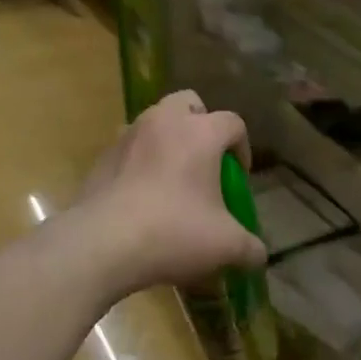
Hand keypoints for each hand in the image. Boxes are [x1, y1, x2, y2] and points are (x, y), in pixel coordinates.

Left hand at [77, 90, 266, 294]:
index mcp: (200, 133)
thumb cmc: (173, 233)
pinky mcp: (102, 157)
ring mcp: (128, 136)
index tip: (238, 178)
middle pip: (189, 103)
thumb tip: (259, 256)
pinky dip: (140, 162)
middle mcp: (163, 122)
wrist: (102, 244)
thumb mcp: (225, 246)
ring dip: (168, 141)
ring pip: (154, 122)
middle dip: (201, 125)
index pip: (233, 122)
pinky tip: (142, 198)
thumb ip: (250, 248)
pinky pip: (129, 148)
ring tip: (172, 180)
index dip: (242, 148)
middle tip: (205, 161)